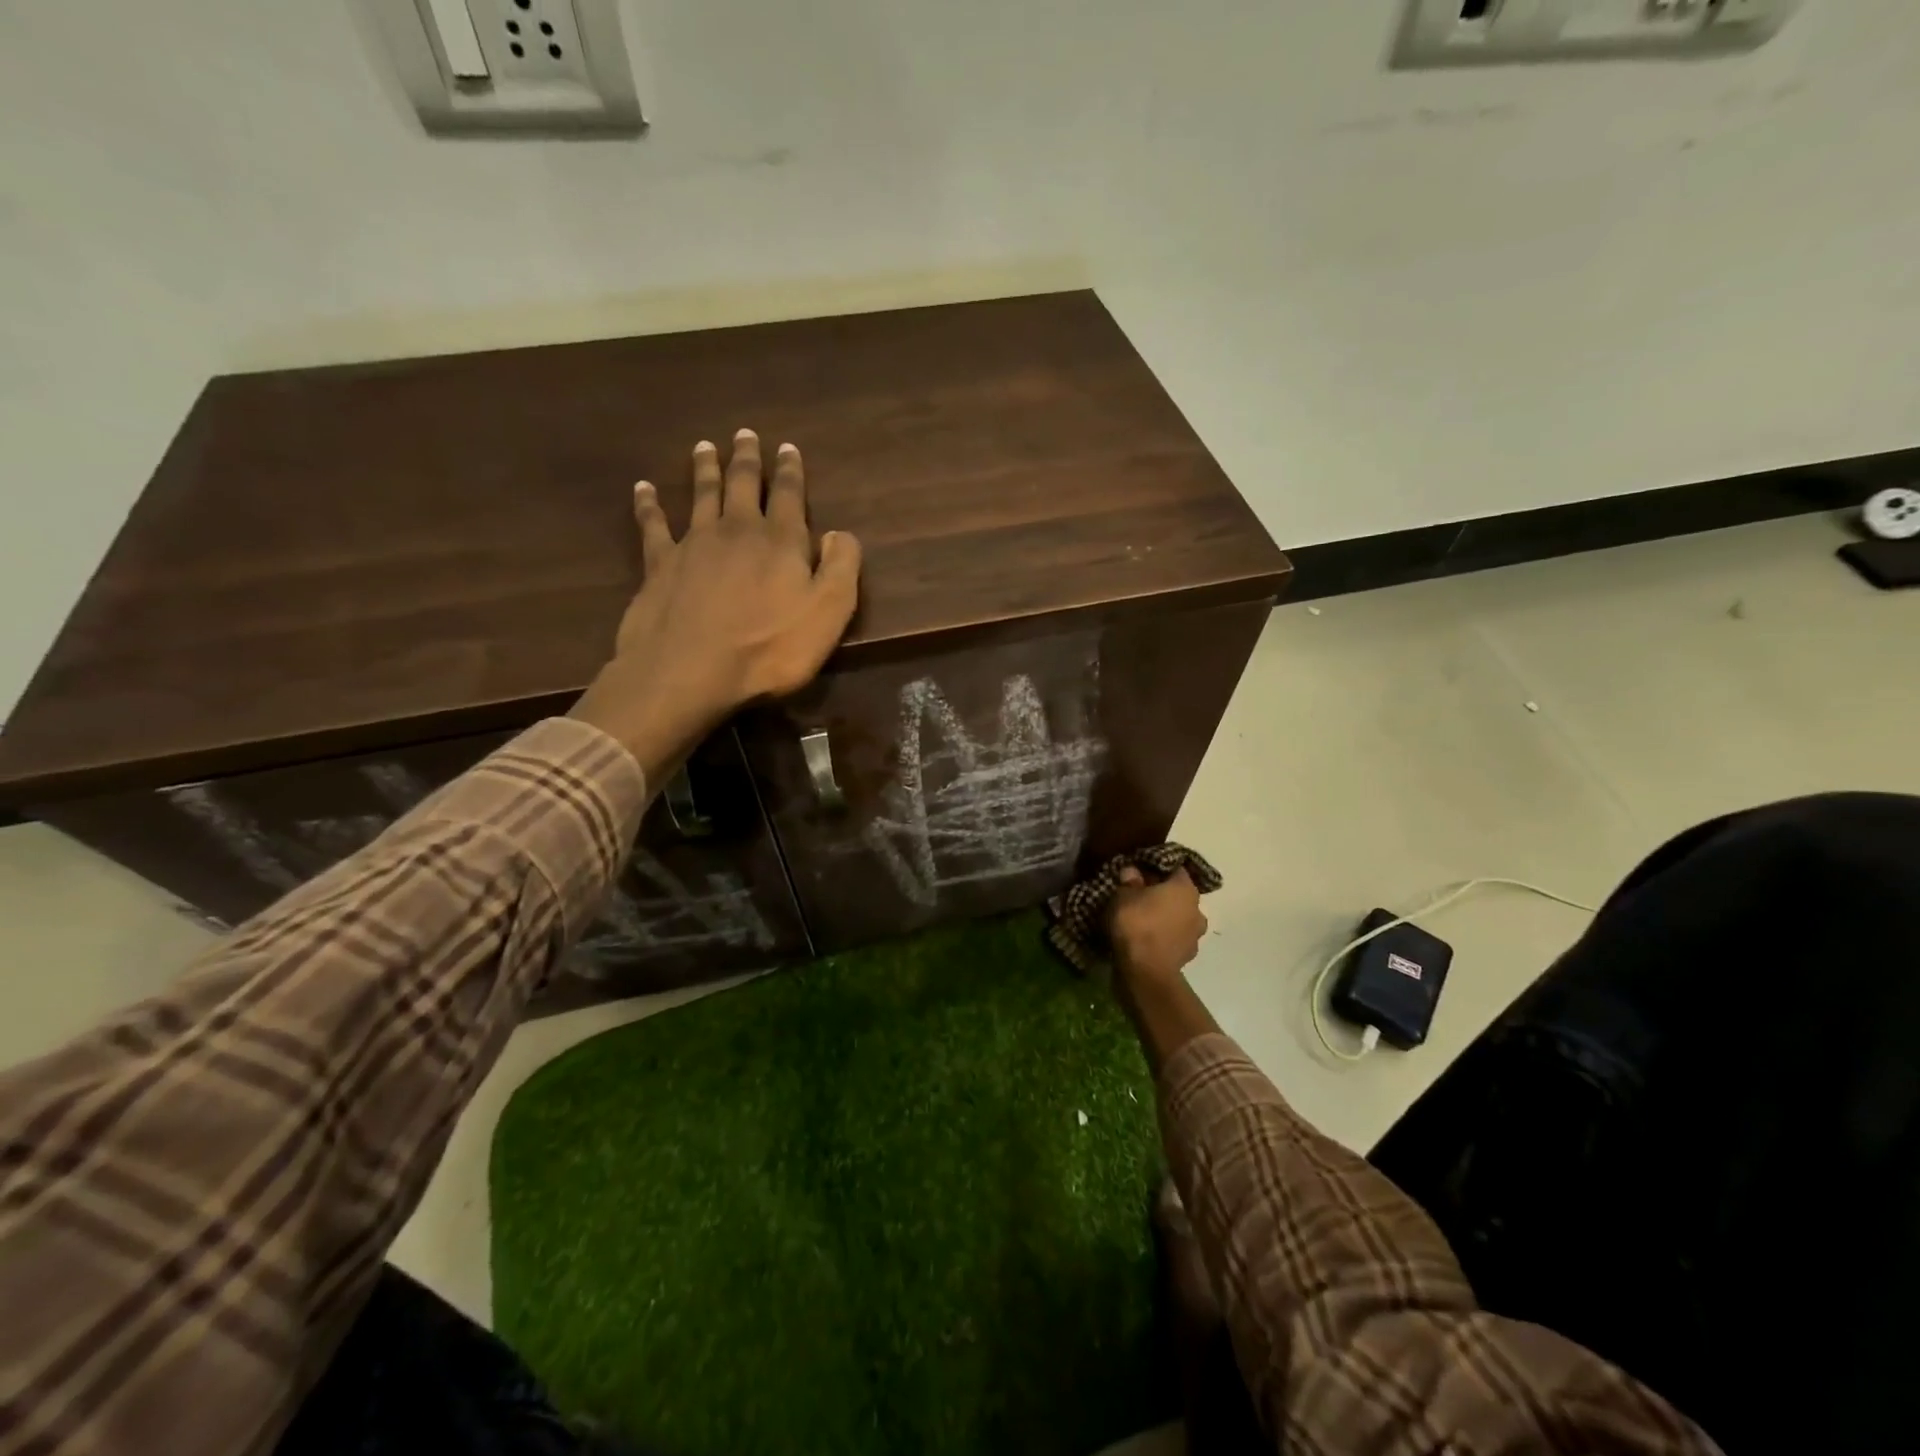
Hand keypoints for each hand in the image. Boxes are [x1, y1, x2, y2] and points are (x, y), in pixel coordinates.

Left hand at [570, 430, 861, 786]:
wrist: (690, 671)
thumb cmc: (769, 648)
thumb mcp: (828, 613)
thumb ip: (842, 568)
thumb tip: (839, 533)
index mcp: (781, 541)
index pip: (788, 495)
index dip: (790, 471)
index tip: (788, 448)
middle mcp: (736, 531)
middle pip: (742, 485)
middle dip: (747, 459)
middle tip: (745, 434)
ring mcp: (694, 544)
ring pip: (701, 495)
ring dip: (705, 470)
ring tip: (704, 447)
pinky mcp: (659, 565)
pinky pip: (653, 525)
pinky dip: (648, 504)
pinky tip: (643, 489)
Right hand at [1107, 867, 1207, 985]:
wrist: (1146, 972)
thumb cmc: (1136, 923)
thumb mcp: (1123, 895)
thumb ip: (1129, 881)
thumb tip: (1132, 872)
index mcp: (1185, 888)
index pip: (1175, 868)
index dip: (1156, 868)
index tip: (1139, 870)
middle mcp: (1197, 909)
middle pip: (1178, 894)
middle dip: (1161, 894)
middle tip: (1138, 894)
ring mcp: (1195, 935)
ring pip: (1178, 918)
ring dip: (1164, 917)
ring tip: (1142, 919)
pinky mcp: (1188, 956)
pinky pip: (1174, 938)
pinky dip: (1163, 936)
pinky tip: (1146, 938)